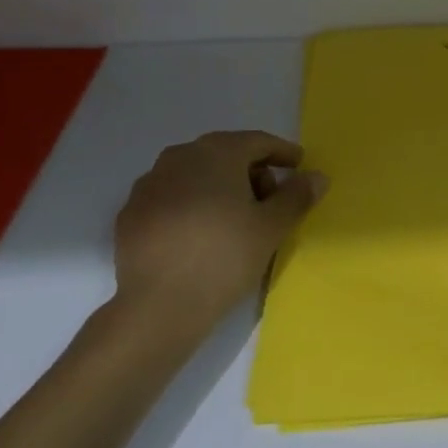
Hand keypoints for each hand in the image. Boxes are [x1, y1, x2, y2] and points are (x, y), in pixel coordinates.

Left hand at [113, 131, 326, 333]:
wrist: (159, 306)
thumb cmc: (224, 257)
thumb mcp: (271, 228)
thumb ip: (296, 196)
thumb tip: (316, 176)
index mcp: (216, 152)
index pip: (257, 142)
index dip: (282, 152)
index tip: (298, 165)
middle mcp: (179, 156)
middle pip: (225, 154)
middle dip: (251, 171)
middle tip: (270, 199)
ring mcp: (149, 183)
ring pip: (194, 174)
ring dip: (218, 186)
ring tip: (234, 218)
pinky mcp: (131, 212)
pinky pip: (171, 197)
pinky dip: (190, 205)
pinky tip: (199, 232)